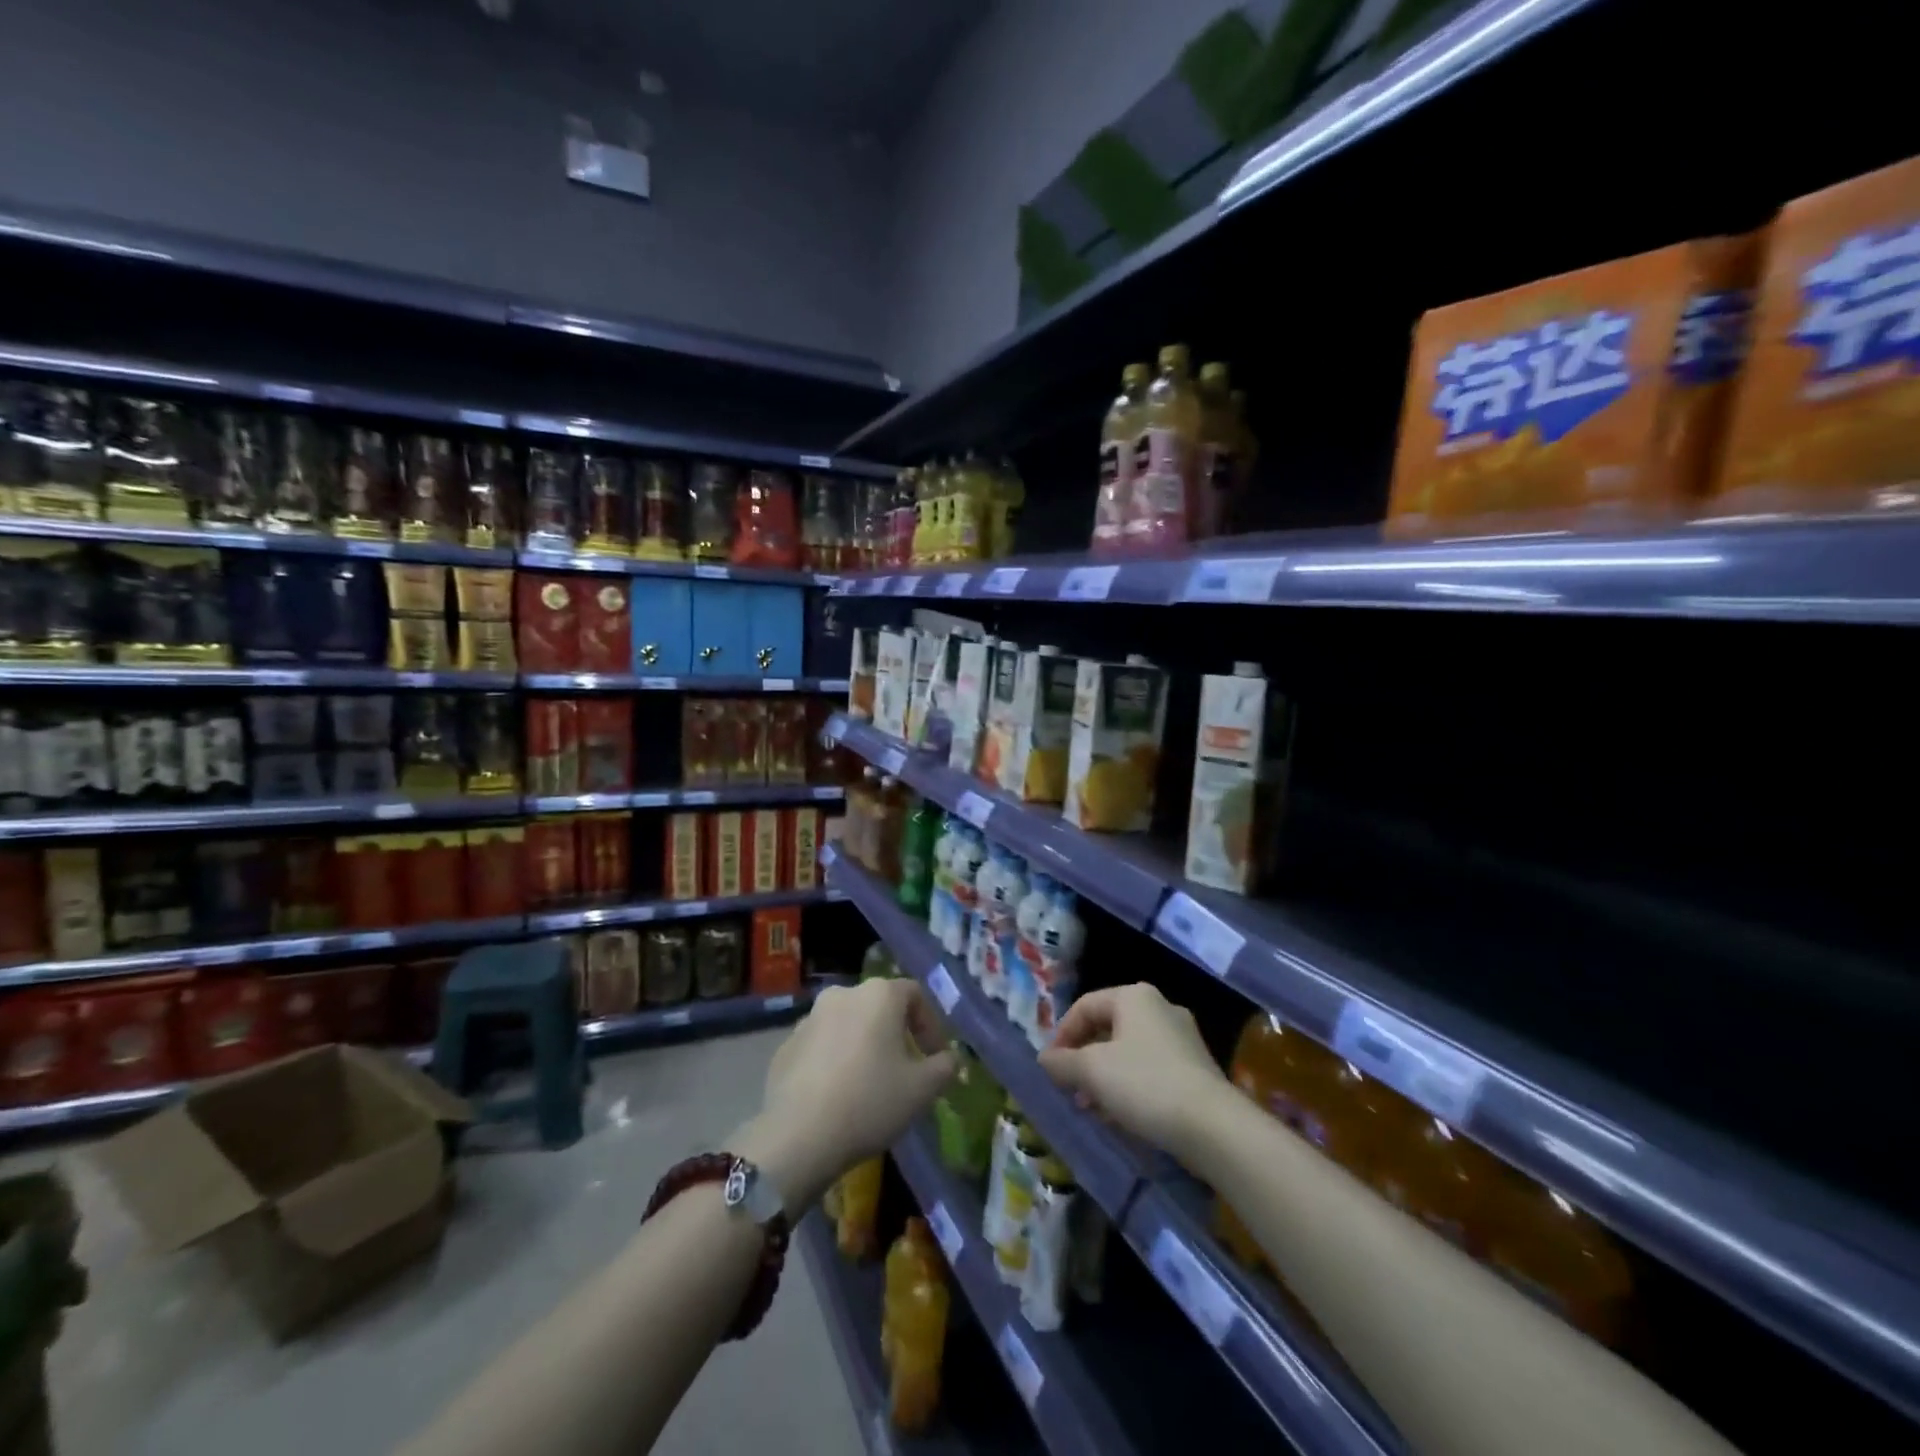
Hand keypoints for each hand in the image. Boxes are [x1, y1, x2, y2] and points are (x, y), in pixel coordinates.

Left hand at [735, 979, 957, 1209]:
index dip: (931, 1025)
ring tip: (870, 1084)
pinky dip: (835, 1061)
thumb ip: (944, 1067)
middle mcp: (843, 994)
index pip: (915, 994)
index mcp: (878, 995)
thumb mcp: (922, 1089)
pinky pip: (821, 1045)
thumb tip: (949, 1058)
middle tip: (905, 1070)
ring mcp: (809, 1018)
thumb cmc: (870, 1101)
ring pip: (848, 1025)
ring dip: (864, 1046)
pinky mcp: (786, 1045)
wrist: (797, 1136)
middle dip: (896, 1034)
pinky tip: (838, 1095)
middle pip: (879, 1007)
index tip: (935, 1058)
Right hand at [1038, 983, 1227, 1156]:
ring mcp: (1182, 1037)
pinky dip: (1130, 1085)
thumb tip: (1045, 1058)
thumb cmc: (1145, 1084)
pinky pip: (1150, 1069)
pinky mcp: (1195, 1067)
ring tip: (1092, 1107)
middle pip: (1107, 1027)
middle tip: (1070, 1088)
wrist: (1213, 1126)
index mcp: (1134, 996)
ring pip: (1128, 1050)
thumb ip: (1063, 1062)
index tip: (1050, 1066)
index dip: (1061, 1034)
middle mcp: (1159, 1007)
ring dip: (1105, 1076)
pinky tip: (1122, 1115)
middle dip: (1084, 1058)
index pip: (1084, 1006)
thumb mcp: (1092, 1071)